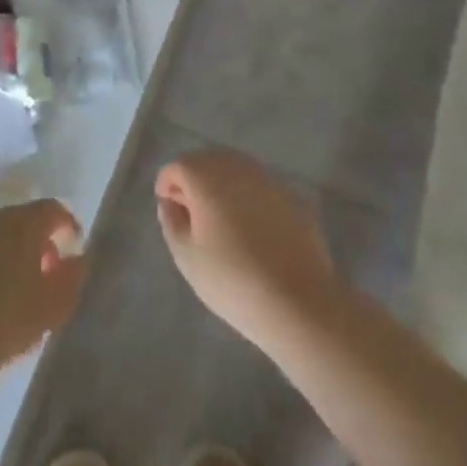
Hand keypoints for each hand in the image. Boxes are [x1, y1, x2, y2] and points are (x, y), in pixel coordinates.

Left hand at [0, 199, 85, 378]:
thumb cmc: (7, 319)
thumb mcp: (53, 306)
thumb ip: (72, 277)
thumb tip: (79, 258)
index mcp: (24, 223)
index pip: (53, 209)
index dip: (68, 224)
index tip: (75, 245)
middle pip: (24, 219)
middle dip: (39, 240)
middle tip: (48, 270)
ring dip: (11, 251)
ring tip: (19, 285)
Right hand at [155, 148, 339, 350]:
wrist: (299, 303)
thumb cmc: (233, 280)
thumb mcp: (187, 258)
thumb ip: (171, 222)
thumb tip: (169, 202)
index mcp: (206, 175)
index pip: (177, 166)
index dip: (167, 185)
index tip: (169, 211)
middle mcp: (236, 166)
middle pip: (207, 162)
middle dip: (195, 182)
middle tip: (193, 216)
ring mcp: (268, 179)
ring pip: (236, 172)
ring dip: (223, 188)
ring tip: (222, 223)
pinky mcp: (293, 197)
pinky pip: (261, 190)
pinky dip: (250, 200)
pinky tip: (254, 232)